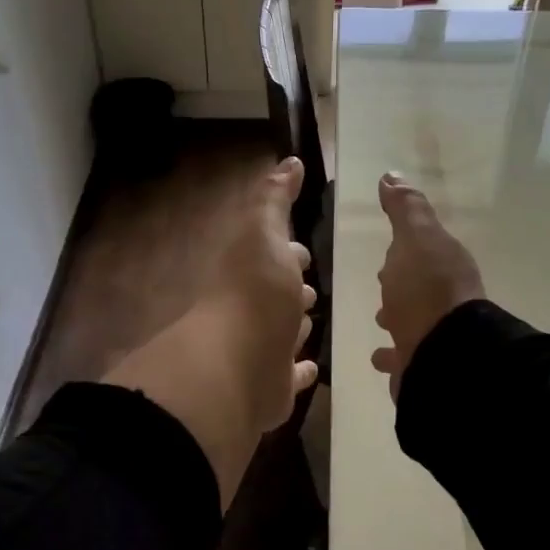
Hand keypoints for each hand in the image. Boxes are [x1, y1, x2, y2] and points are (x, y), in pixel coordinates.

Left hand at [104, 157, 316, 507]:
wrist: (236, 365)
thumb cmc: (254, 292)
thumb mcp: (263, 232)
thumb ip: (274, 199)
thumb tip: (288, 162)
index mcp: (250, 272)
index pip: (271, 255)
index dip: (286, 250)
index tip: (301, 248)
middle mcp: (253, 310)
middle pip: (277, 296)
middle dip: (292, 288)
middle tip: (310, 287)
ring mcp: (262, 350)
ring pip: (283, 333)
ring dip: (295, 325)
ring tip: (312, 318)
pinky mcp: (273, 387)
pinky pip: (291, 376)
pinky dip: (300, 370)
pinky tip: (311, 367)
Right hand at [371, 172, 483, 400]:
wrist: (443, 354)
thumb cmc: (425, 290)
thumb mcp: (415, 238)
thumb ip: (405, 209)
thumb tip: (391, 176)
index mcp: (446, 265)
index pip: (423, 251)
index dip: (405, 248)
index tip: (389, 250)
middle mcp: (445, 299)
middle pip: (418, 285)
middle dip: (400, 282)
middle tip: (382, 283)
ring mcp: (434, 333)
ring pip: (411, 319)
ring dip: (396, 315)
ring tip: (380, 318)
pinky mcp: (421, 363)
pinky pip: (402, 355)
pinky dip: (390, 353)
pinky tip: (379, 356)